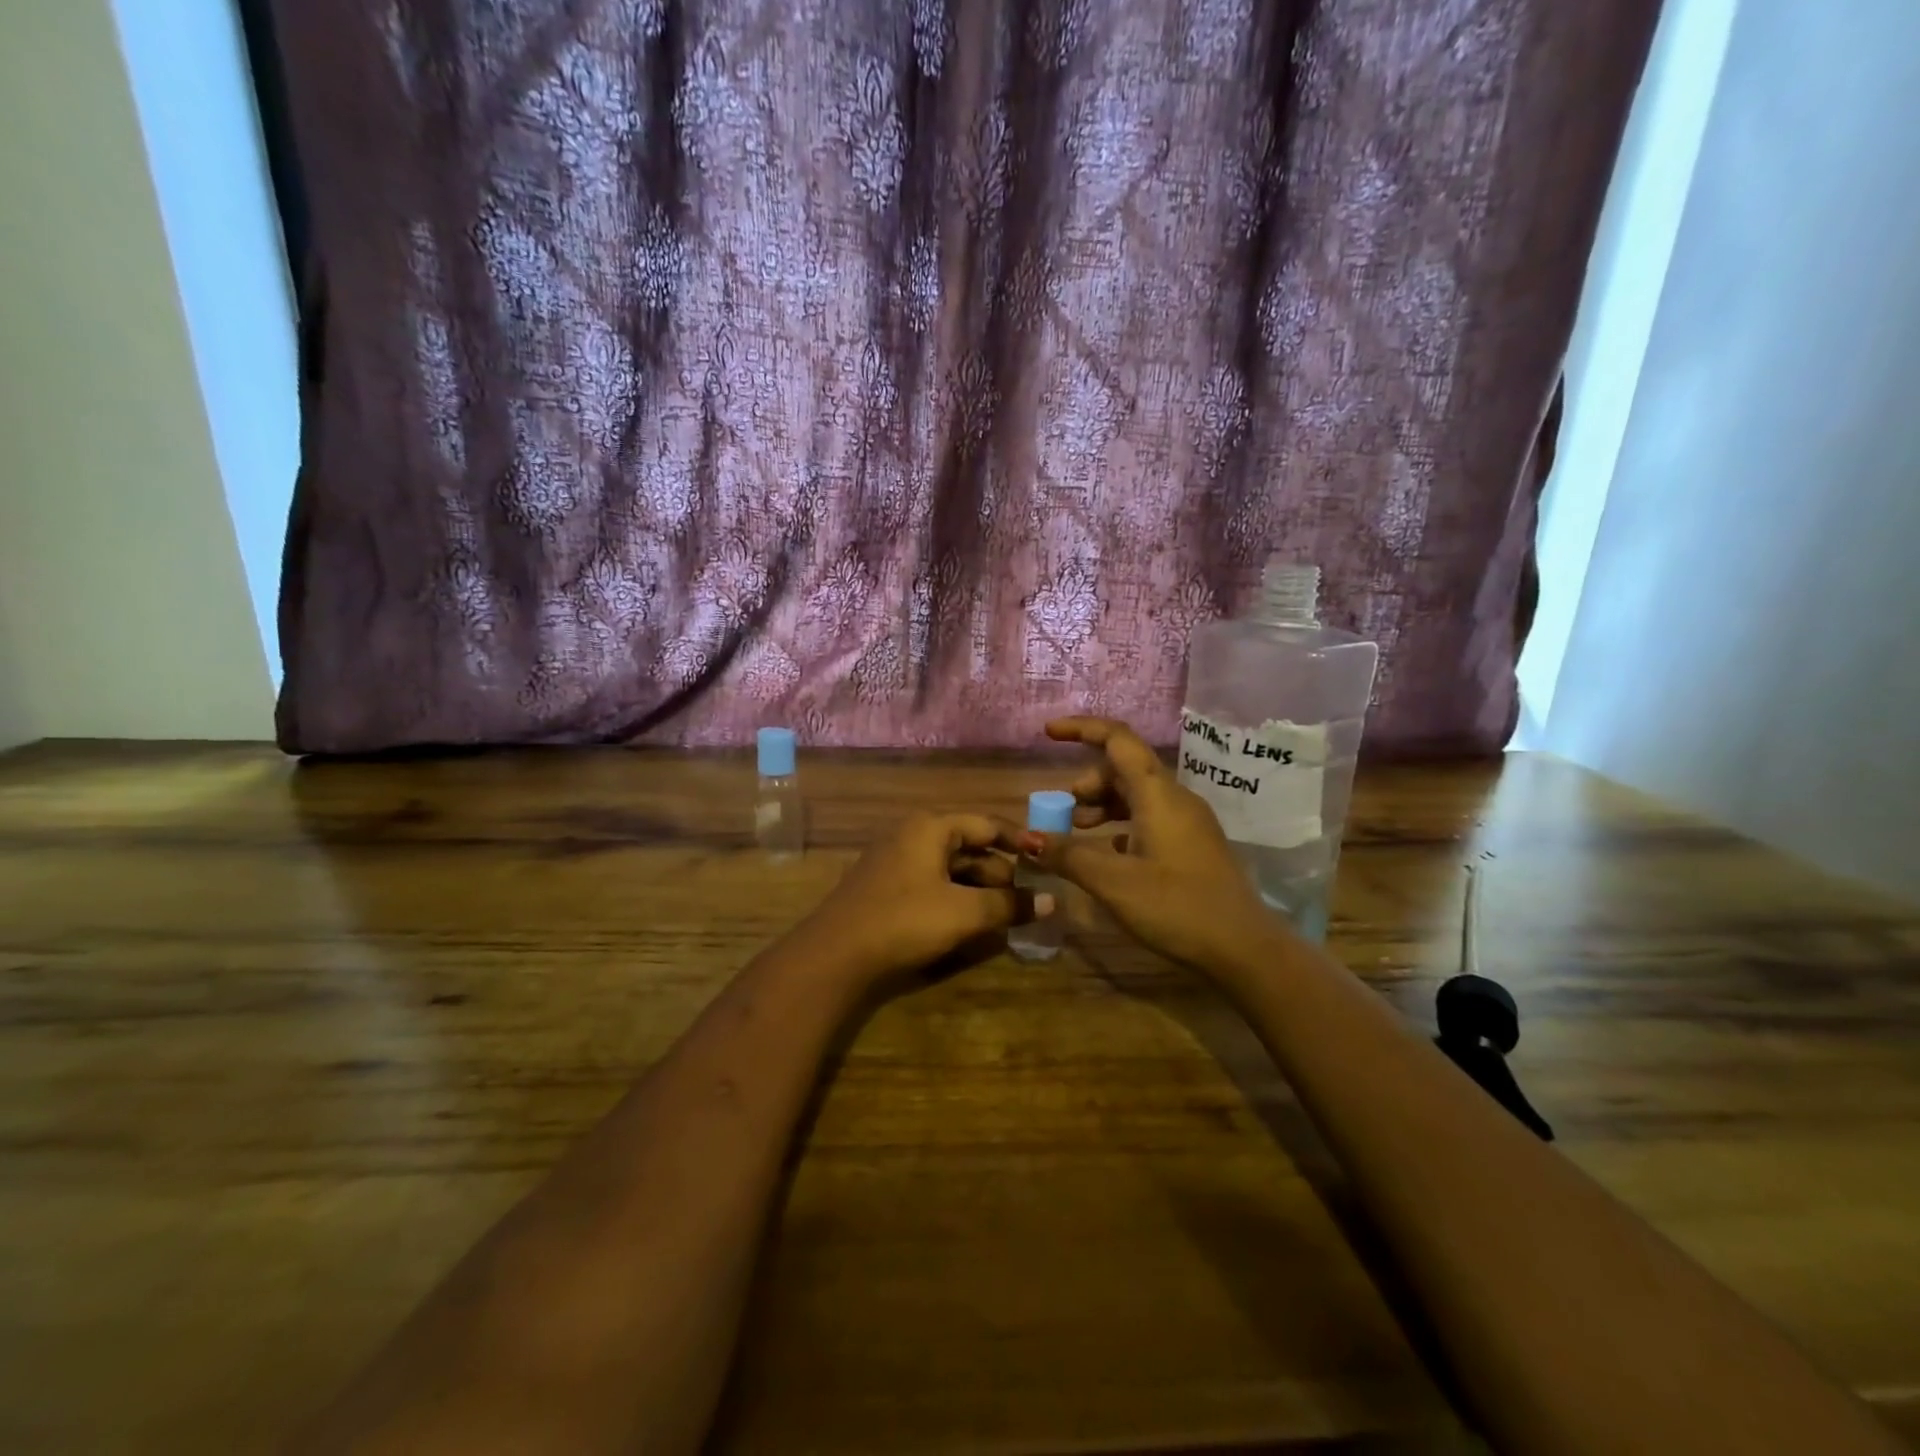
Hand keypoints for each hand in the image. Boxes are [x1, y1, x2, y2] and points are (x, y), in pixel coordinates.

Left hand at [791, 812, 1049, 990]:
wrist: (834, 954)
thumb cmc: (904, 921)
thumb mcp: (964, 913)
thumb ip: (1009, 905)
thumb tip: (1051, 902)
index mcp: (931, 828)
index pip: (987, 824)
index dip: (1019, 841)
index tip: (1046, 860)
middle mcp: (912, 835)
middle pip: (968, 847)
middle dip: (1000, 872)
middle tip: (1028, 899)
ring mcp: (895, 860)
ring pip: (949, 868)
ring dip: (978, 888)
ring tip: (1004, 914)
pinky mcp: (885, 887)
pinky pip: (931, 883)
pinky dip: (955, 897)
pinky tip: (968, 922)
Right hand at [1018, 716, 1282, 973]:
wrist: (1244, 949)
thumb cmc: (1177, 908)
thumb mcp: (1114, 883)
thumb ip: (1068, 856)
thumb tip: (1026, 839)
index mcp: (1158, 795)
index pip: (1118, 740)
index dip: (1081, 729)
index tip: (1047, 734)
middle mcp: (1175, 799)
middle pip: (1124, 768)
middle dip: (1087, 782)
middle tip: (1061, 812)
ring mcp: (1188, 822)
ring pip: (1137, 795)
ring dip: (1102, 805)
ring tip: (1077, 831)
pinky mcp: (1192, 845)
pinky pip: (1149, 818)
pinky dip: (1121, 825)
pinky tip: (1109, 854)